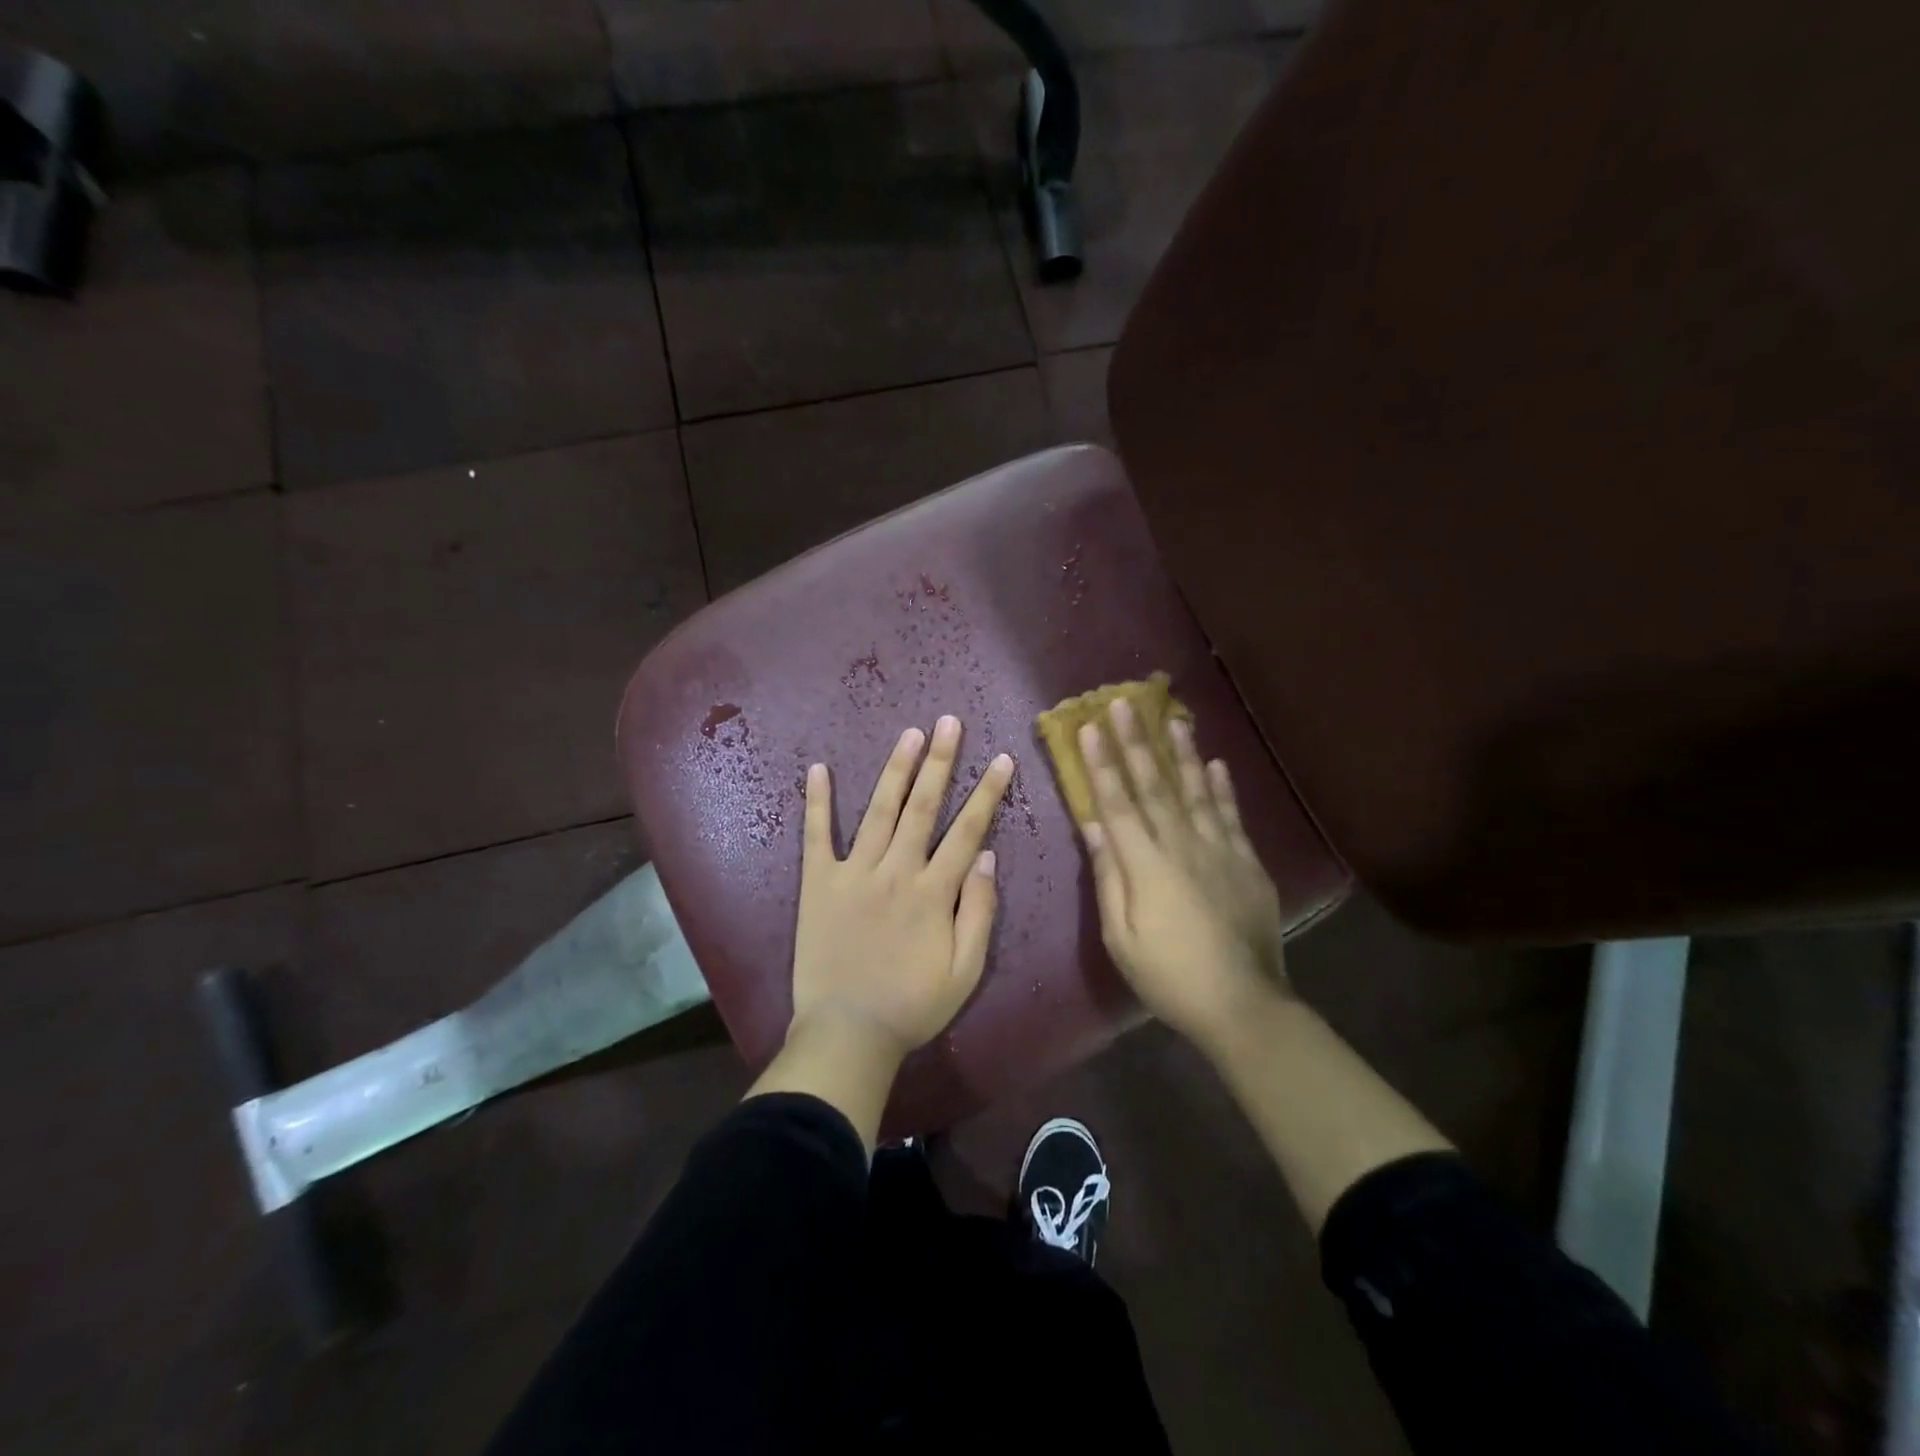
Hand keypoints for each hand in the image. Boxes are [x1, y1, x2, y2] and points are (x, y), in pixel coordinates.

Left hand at [790, 715, 1014, 1065]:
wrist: (847, 1033)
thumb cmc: (912, 1007)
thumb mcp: (965, 971)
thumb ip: (979, 912)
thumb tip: (986, 856)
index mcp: (933, 892)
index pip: (967, 830)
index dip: (987, 793)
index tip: (1001, 758)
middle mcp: (896, 871)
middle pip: (923, 807)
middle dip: (940, 761)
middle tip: (949, 722)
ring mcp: (854, 873)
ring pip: (879, 811)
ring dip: (895, 770)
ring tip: (910, 733)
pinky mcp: (818, 883)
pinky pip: (817, 836)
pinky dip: (817, 802)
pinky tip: (817, 769)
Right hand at [1078, 699, 1290, 1048]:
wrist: (1242, 1003)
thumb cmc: (1168, 975)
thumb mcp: (1121, 937)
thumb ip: (1108, 877)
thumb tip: (1094, 827)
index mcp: (1145, 864)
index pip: (1116, 802)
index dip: (1102, 763)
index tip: (1090, 727)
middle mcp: (1181, 845)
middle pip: (1154, 785)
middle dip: (1136, 742)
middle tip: (1123, 703)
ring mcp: (1219, 850)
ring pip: (1195, 790)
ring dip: (1180, 752)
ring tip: (1171, 717)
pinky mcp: (1246, 862)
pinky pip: (1231, 815)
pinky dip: (1222, 788)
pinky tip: (1216, 763)